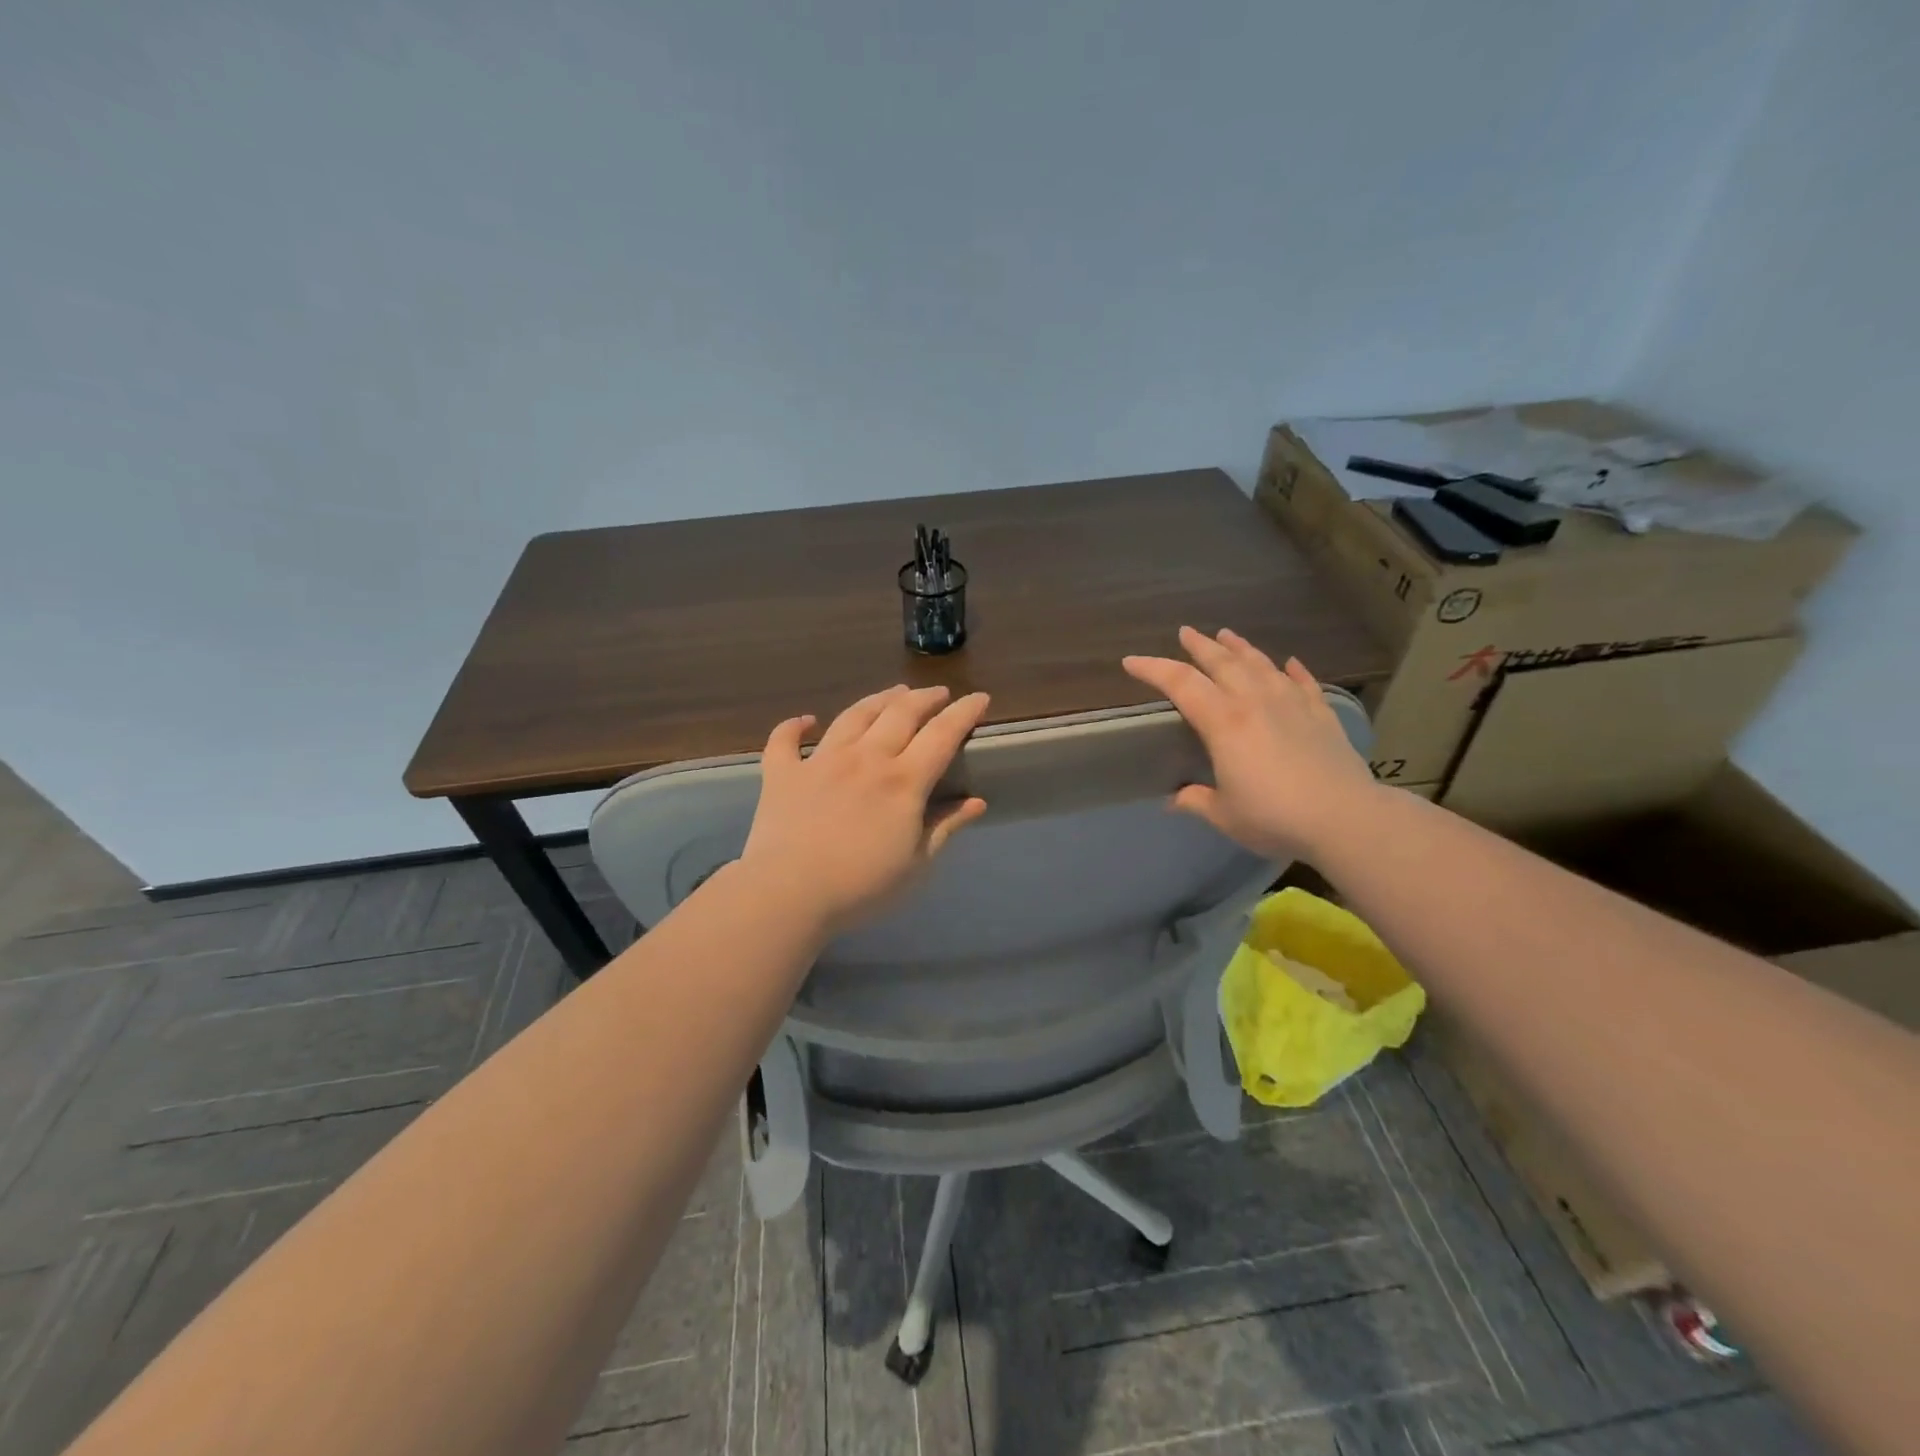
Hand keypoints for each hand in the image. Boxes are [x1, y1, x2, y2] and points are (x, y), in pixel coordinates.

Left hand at [739, 685, 990, 937]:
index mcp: (903, 781)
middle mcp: (866, 758)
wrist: (788, 894)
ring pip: (854, 715)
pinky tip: (806, 720)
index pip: (942, 734)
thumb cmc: (861, 887)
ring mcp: (821, 760)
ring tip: (893, 693)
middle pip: (900, 713)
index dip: (964, 712)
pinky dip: (796, 726)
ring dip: (878, 700)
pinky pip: (786, 739)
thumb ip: (944, 828)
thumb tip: (976, 802)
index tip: (979, 697)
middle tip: (938, 693)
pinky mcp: (783, 773)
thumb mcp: (916, 864)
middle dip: (925, 698)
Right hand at [1122, 626, 1378, 861]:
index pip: (1180, 683)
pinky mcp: (1321, 715)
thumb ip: (1197, 800)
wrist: (1345, 818)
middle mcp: (1255, 701)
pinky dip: (1294, 671)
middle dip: (1199, 646)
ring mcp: (1292, 704)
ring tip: (1227, 634)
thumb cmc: (1274, 816)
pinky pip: (1304, 683)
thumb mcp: (1224, 814)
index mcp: (1224, 722)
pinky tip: (1289, 663)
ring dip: (1241, 647)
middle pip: (1222, 662)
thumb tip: (1176, 799)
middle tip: (1185, 632)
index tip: (1131, 662)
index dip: (1152, 669)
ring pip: (1261, 664)